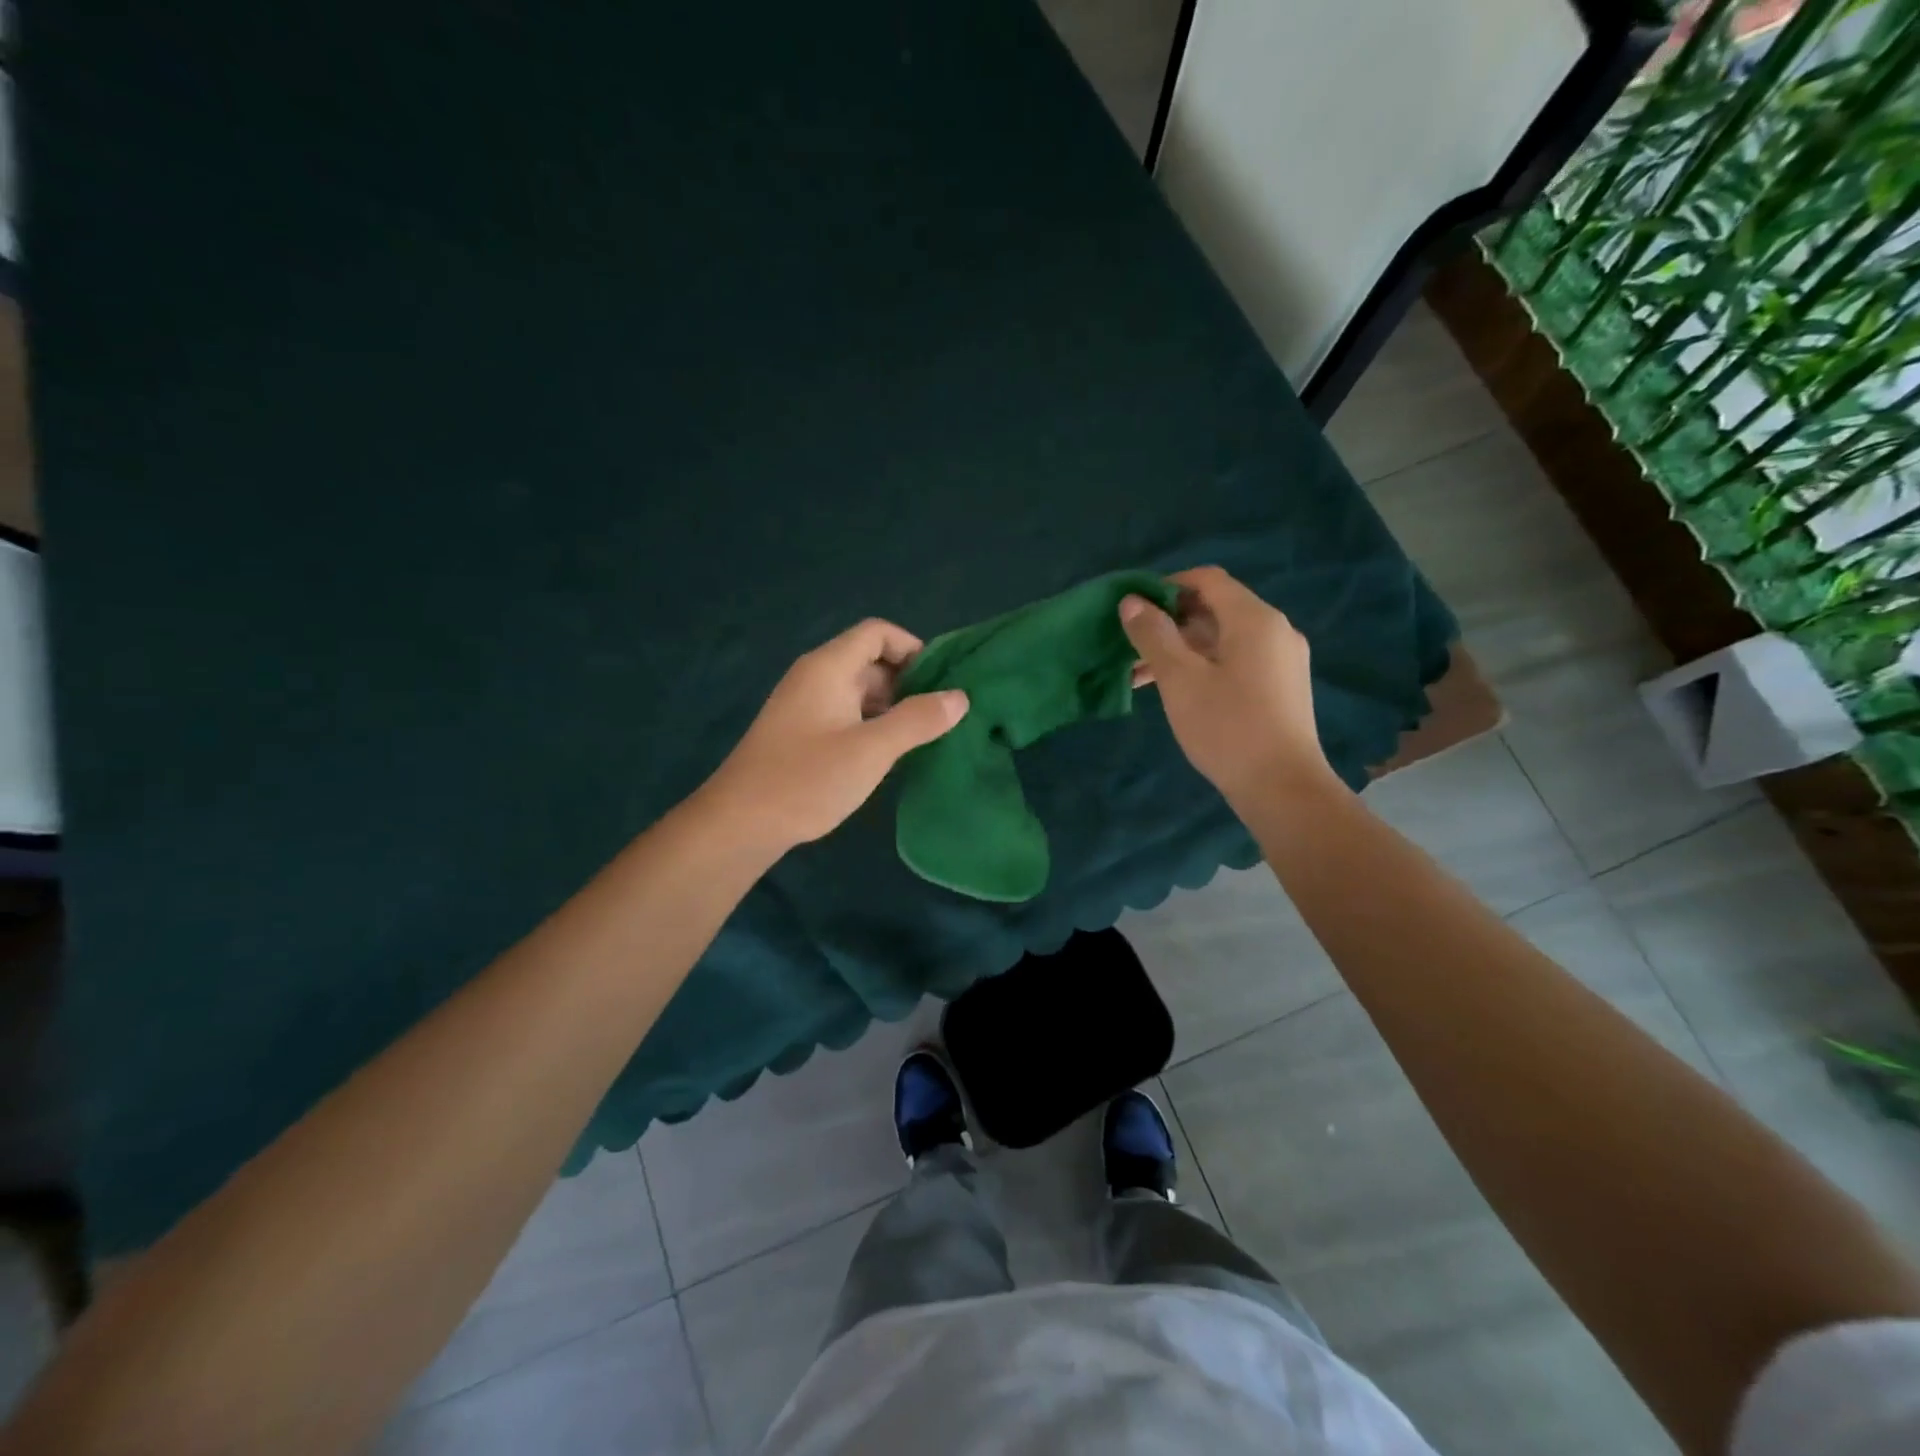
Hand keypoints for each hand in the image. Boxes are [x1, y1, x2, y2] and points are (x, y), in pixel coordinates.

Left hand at [701, 619, 969, 854]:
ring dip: (891, 707)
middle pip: (869, 661)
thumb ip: (918, 720)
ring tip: (923, 737)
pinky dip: (871, 725)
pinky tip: (888, 755)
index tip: (941, 681)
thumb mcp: (872, 749)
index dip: (912, 647)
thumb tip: (960, 697)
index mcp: (829, 667)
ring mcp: (805, 706)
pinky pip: (845, 715)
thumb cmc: (807, 779)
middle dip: (907, 682)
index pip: (877, 632)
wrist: (740, 823)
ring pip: (858, 692)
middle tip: (940, 716)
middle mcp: (815, 677)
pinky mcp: (800, 734)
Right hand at [1120, 566, 1339, 804]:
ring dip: (1181, 649)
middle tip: (1131, 646)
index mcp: (1254, 619)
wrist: (1283, 788)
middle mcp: (1275, 631)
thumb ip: (1154, 635)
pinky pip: (1236, 661)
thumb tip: (1132, 601)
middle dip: (1169, 623)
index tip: (1133, 609)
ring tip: (1141, 675)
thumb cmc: (1227, 727)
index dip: (1166, 586)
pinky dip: (1203, 666)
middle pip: (1215, 609)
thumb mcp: (1180, 679)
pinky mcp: (1281, 687)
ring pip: (1223, 639)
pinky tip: (1175, 691)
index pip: (1207, 580)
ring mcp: (1282, 660)